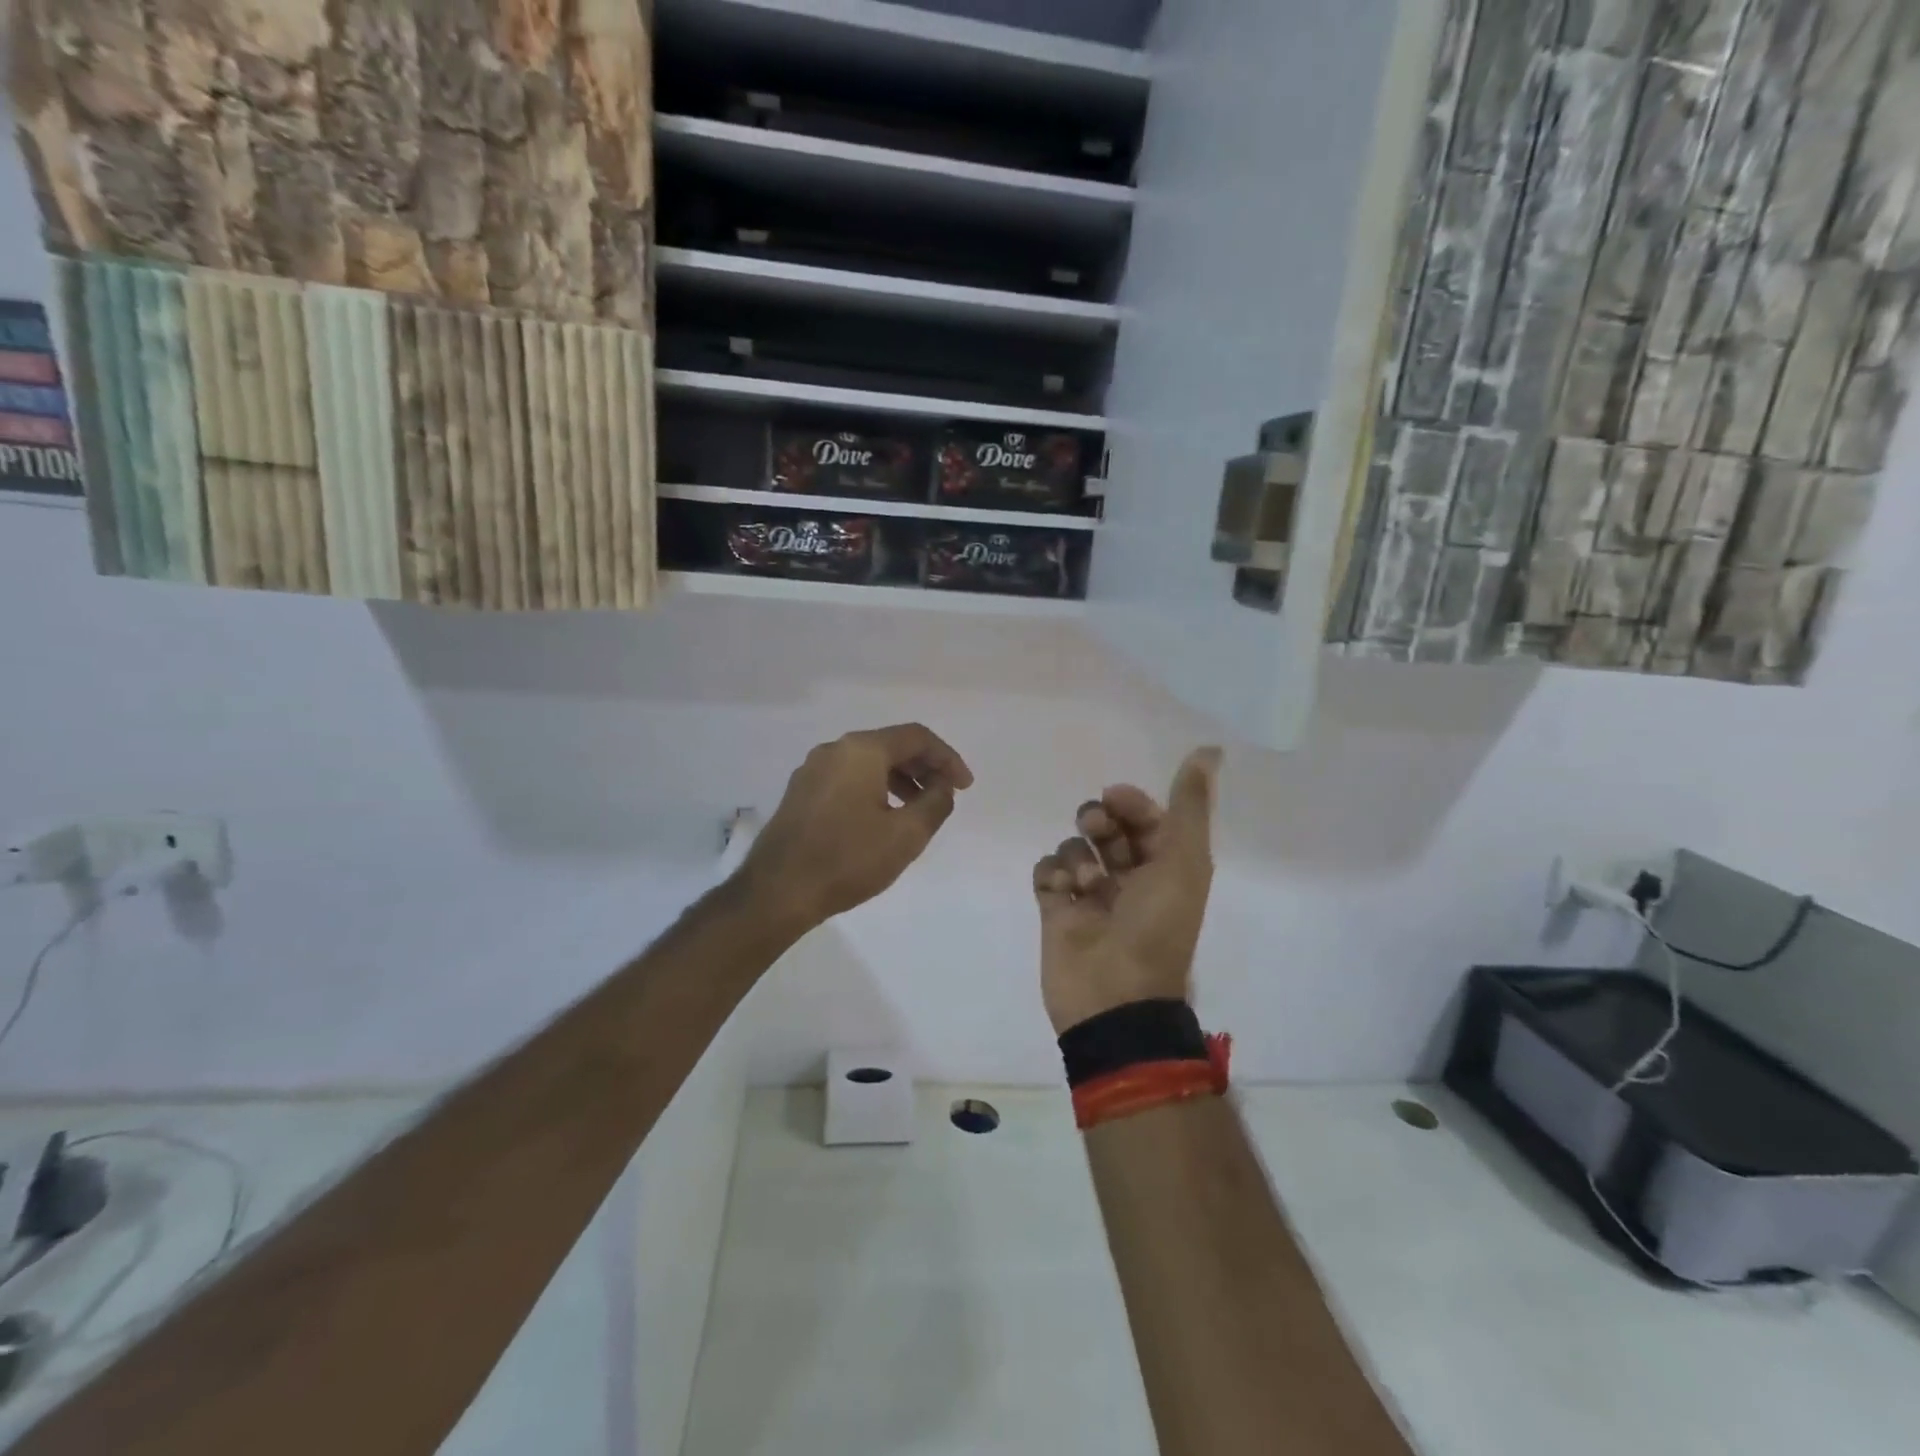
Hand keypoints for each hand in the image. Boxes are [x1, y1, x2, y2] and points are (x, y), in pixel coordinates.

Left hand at [740, 723, 972, 932]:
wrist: (777, 892)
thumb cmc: (847, 860)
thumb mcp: (906, 835)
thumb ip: (935, 802)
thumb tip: (941, 785)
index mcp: (861, 750)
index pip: (916, 737)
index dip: (947, 758)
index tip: (965, 787)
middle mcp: (834, 750)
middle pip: (891, 745)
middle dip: (924, 767)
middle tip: (946, 794)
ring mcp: (812, 770)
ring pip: (868, 762)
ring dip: (900, 779)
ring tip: (919, 809)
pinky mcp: (801, 793)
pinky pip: (848, 778)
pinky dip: (875, 788)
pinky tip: (883, 817)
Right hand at [1032, 748, 1220, 1035]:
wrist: (1115, 998)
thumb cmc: (1157, 927)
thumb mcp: (1184, 862)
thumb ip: (1190, 805)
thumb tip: (1210, 749)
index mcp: (1164, 867)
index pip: (1144, 817)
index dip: (1131, 802)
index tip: (1116, 798)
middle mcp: (1127, 878)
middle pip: (1106, 828)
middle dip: (1099, 820)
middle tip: (1096, 829)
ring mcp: (1089, 895)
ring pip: (1073, 847)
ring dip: (1076, 854)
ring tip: (1084, 883)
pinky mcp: (1056, 911)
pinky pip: (1046, 872)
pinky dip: (1051, 873)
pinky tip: (1061, 891)